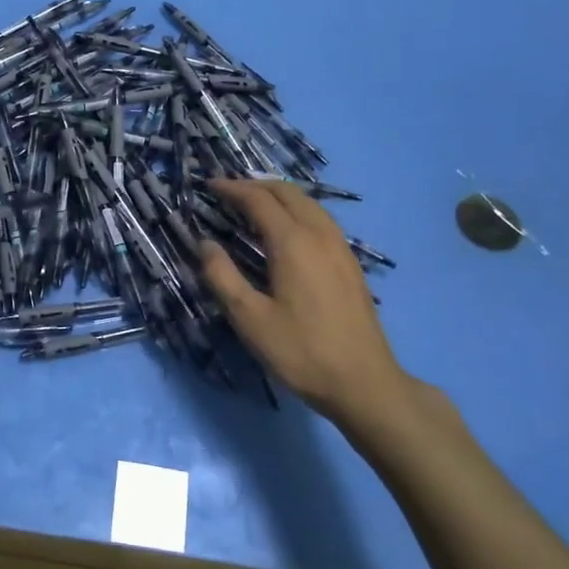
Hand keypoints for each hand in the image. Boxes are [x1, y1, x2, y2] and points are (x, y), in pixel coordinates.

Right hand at [199, 179, 452, 448]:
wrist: (363, 382)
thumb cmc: (300, 351)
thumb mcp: (249, 318)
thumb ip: (222, 276)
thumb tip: (204, 243)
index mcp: (292, 243)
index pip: (259, 200)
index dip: (232, 189)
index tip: (209, 186)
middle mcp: (319, 235)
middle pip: (287, 193)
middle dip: (255, 185)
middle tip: (228, 192)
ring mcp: (340, 248)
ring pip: (308, 204)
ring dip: (278, 196)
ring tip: (254, 204)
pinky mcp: (350, 263)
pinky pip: (320, 219)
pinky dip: (297, 210)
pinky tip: (287, 230)